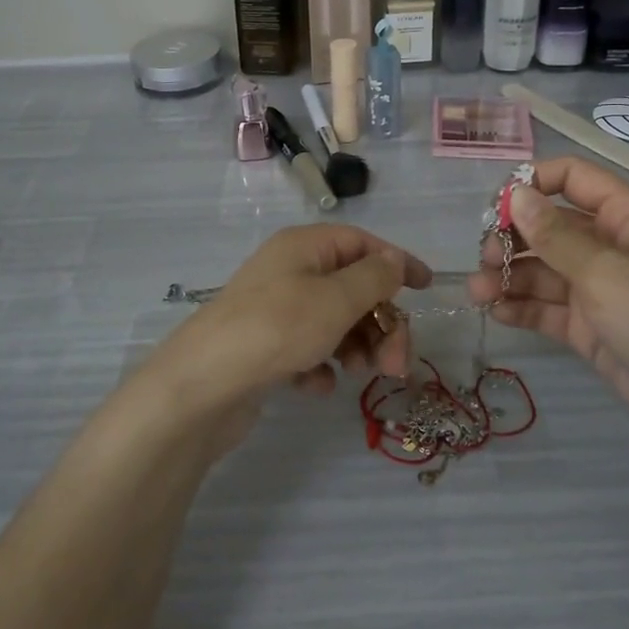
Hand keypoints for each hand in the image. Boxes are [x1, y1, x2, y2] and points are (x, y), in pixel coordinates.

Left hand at [147, 225, 431, 424]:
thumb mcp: (335, 299)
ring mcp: (275, 308)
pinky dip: (320, 365)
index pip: (362, 243)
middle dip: (381, 323)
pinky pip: (308, 348)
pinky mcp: (265, 345)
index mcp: (305, 247)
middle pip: (353, 287)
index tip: (427, 288)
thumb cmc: (276, 329)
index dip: (397, 262)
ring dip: (356, 347)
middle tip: (396, 364)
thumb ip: (373, 278)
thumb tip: (394, 259)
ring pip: (334, 321)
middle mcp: (290, 270)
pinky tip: (314, 386)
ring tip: (358, 375)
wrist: (202, 385)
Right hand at [468, 157, 628, 451]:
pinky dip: (523, 306)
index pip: (572, 178)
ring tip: (477, 291)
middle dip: (513, 238)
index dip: (532, 183)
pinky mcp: (592, 325)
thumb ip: (553, 234)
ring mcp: (600, 286)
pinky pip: (550, 306)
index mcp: (625, 215)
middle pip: (550, 225)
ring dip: (510, 275)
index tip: (495, 208)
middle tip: (484, 258)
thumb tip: (516, 194)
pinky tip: (496, 311)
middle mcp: (611, 244)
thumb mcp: (602, 270)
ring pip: (544, 269)